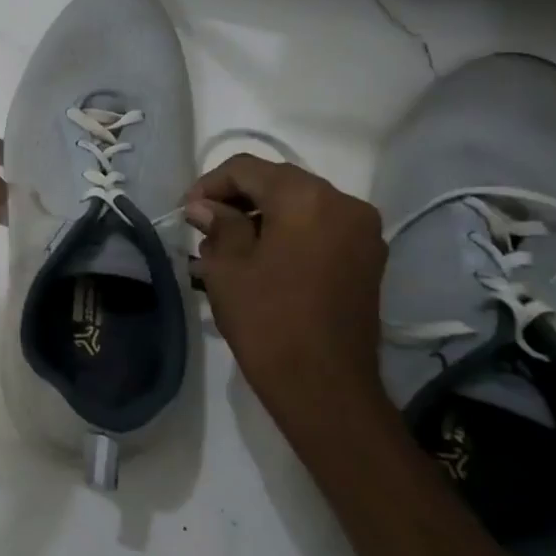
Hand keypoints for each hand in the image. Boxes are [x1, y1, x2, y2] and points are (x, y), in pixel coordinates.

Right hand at [185, 155, 389, 435]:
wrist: (324, 386)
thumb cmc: (267, 320)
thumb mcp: (227, 267)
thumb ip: (218, 225)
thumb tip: (205, 207)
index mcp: (307, 199)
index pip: (248, 169)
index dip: (210, 184)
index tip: (187, 211)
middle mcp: (344, 203)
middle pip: (279, 182)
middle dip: (237, 198)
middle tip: (203, 226)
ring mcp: (363, 232)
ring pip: (301, 205)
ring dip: (262, 216)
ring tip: (227, 247)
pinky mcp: (368, 259)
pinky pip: (320, 228)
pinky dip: (288, 233)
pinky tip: (260, 259)